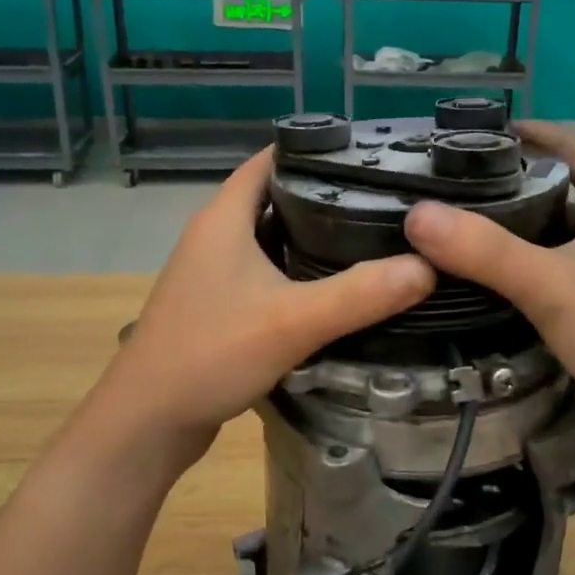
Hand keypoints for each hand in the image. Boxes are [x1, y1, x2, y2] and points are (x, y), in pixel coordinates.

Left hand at [85, 150, 434, 471]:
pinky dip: (296, 272)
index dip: (314, 151)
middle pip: (274, 197)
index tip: (367, 156)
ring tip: (371, 238)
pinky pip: (264, 273)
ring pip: (270, 238)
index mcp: (223, 218)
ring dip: (312, 237)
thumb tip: (427, 267)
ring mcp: (211, 273)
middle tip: (384, 201)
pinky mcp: (216, 306)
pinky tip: (333, 289)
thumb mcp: (293, 322)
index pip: (270, 160)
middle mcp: (214, 236)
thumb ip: (361, 294)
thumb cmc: (211, 355)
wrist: (147, 423)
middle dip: (325, 196)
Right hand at [403, 124, 574, 439]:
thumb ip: (484, 250)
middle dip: (516, 184)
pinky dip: (530, 263)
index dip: (537, 137)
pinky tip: (493, 275)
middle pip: (565, 191)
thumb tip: (417, 214)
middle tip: (460, 183)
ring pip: (562, 233)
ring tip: (465, 223)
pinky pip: (563, 267)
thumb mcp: (550, 285)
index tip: (487, 132)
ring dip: (521, 227)